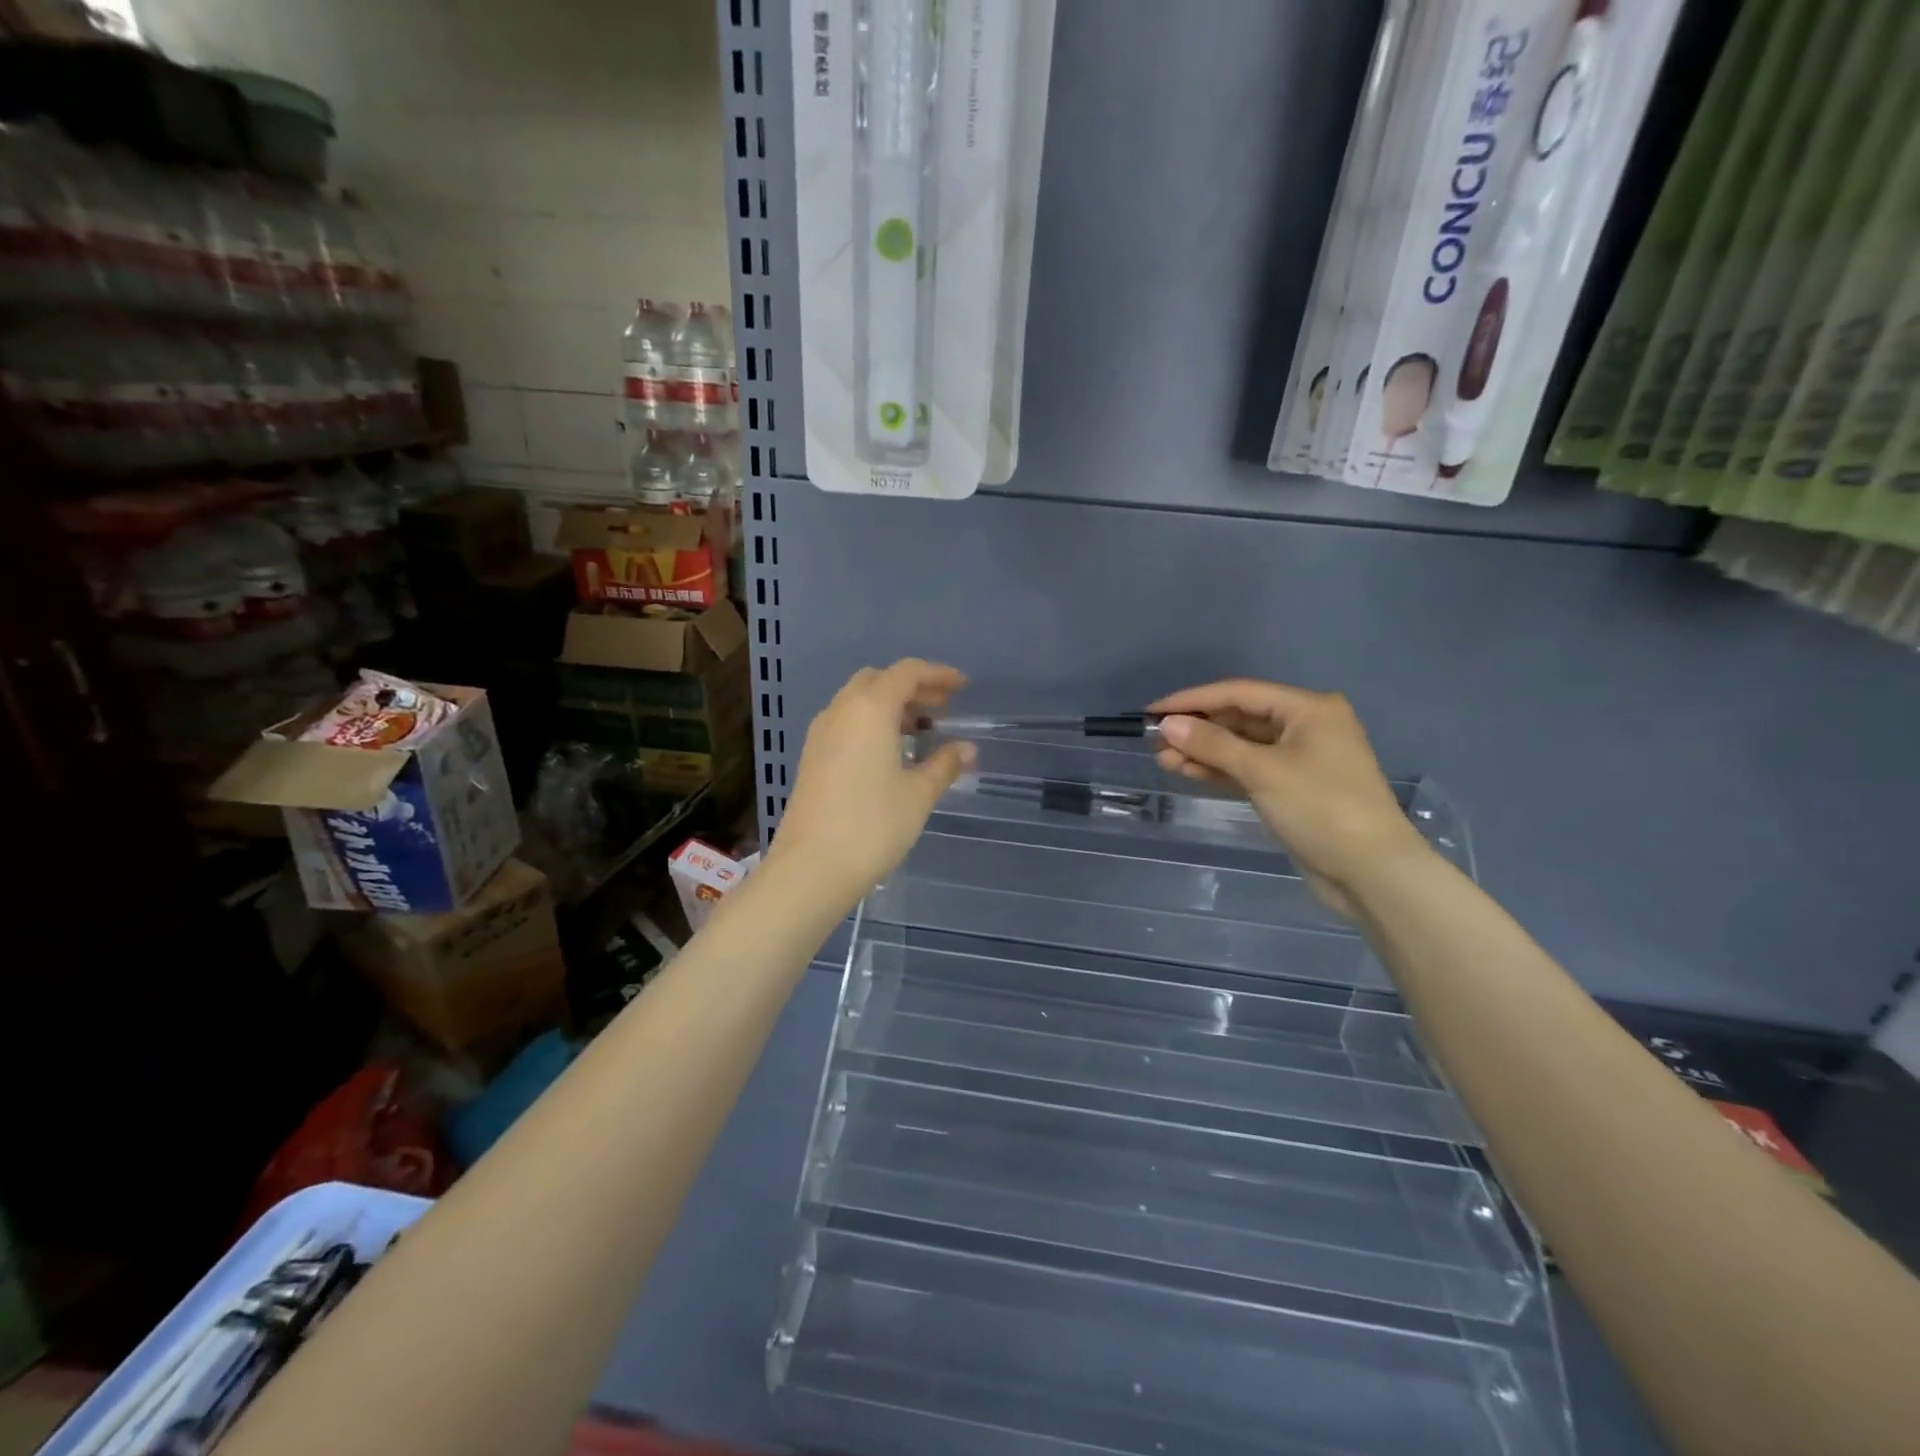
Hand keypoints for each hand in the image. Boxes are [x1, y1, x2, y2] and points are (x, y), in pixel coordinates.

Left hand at [768, 660, 975, 908]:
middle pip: (878, 680)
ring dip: (889, 705)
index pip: (906, 672)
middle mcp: (840, 712)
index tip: (962, 687)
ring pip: (857, 701)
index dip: (937, 674)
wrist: (811, 867)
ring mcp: (820, 735)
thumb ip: (944, 765)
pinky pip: (845, 723)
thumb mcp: (918, 794)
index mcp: (869, 709)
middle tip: (941, 708)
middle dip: (911, 687)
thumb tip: (966, 749)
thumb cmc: (872, 825)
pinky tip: (889, 753)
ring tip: (920, 730)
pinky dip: (870, 724)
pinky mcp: (811, 758)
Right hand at [1148, 680, 1430, 917]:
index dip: (1192, 700)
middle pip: (1239, 718)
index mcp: (1308, 709)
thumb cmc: (1321, 808)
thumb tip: (1167, 724)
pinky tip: (1187, 771)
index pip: (1239, 693)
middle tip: (1154, 741)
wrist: (1371, 872)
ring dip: (1203, 751)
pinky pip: (1249, 769)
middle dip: (1197, 729)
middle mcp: (1306, 726)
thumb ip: (1212, 744)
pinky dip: (1220, 770)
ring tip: (1162, 759)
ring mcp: (1300, 758)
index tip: (1152, 712)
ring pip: (1241, 746)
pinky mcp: (1292, 788)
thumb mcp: (1262, 771)